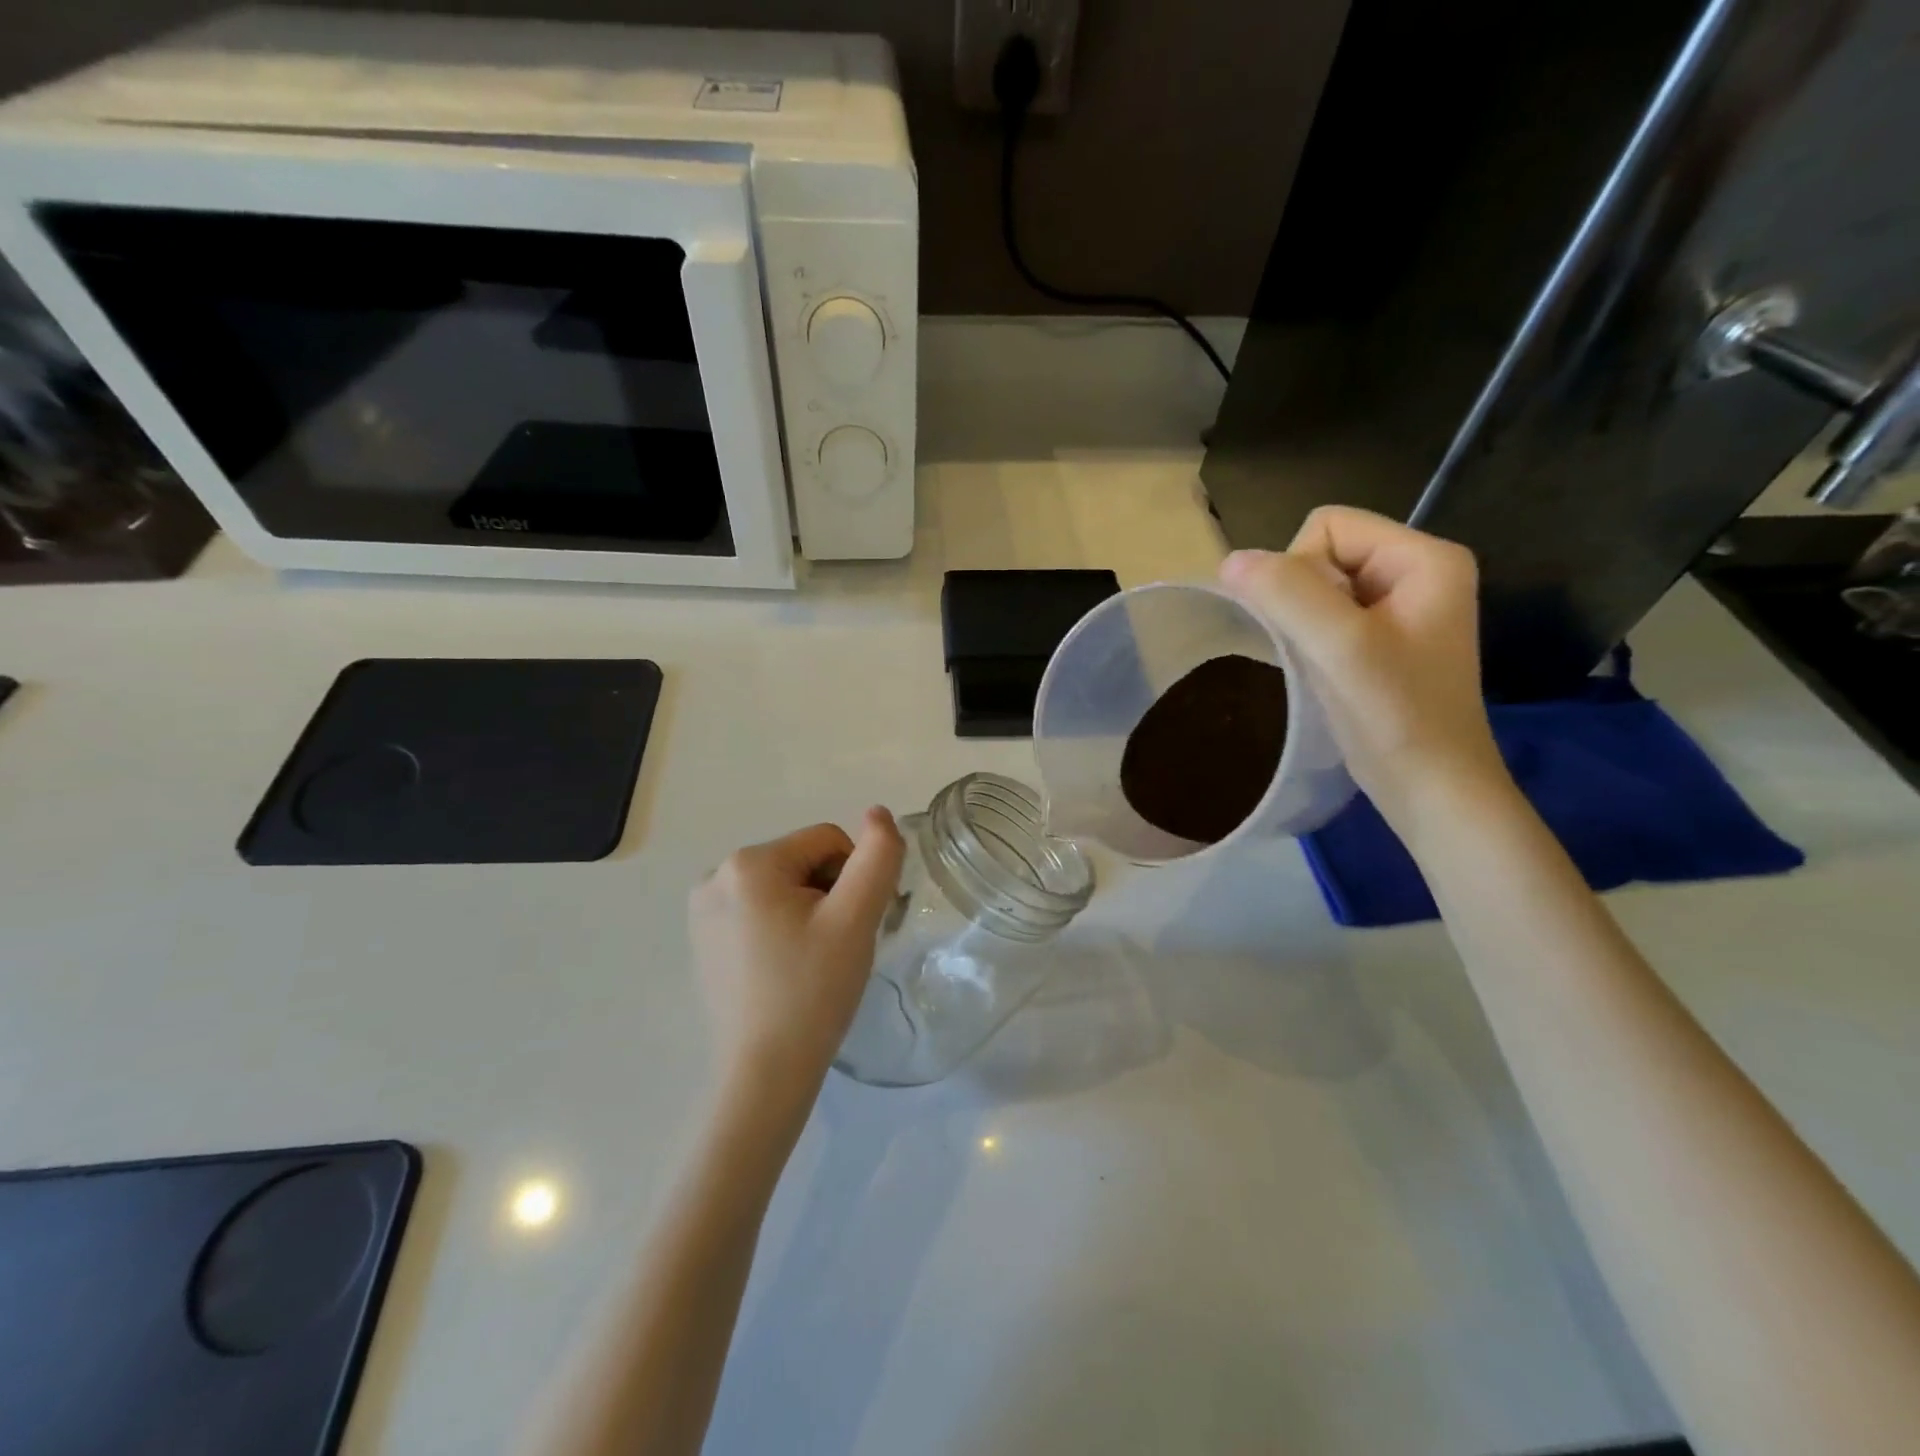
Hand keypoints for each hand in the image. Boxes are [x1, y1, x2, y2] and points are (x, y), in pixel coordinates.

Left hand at [690, 809, 906, 1104]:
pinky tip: (786, 968)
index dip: (854, 879)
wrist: (765, 1074)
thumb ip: (877, 857)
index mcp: (749, 862)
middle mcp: (715, 875)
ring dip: (808, 911)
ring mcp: (703, 909)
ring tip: (812, 960)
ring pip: (783, 886)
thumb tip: (878, 812)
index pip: (828, 841)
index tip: (853, 926)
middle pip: (803, 861)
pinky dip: (782, 928)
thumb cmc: (813, 990)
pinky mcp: (703, 939)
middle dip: (829, 894)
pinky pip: (758, 911)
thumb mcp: (856, 918)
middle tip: (835, 947)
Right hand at [1219, 506, 1508, 826]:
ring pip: (1319, 588)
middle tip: (1320, 651)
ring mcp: (1402, 608)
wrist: (1431, 790)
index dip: (1299, 570)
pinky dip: (1311, 640)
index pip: (1328, 526)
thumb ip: (1286, 594)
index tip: (1312, 627)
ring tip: (1321, 665)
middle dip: (1301, 598)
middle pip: (1323, 553)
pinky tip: (1321, 673)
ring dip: (1303, 623)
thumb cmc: (1396, 716)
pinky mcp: (1384, 640)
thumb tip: (1229, 561)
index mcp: (1425, 557)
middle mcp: (1418, 572)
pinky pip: (1327, 616)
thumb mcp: (1340, 647)